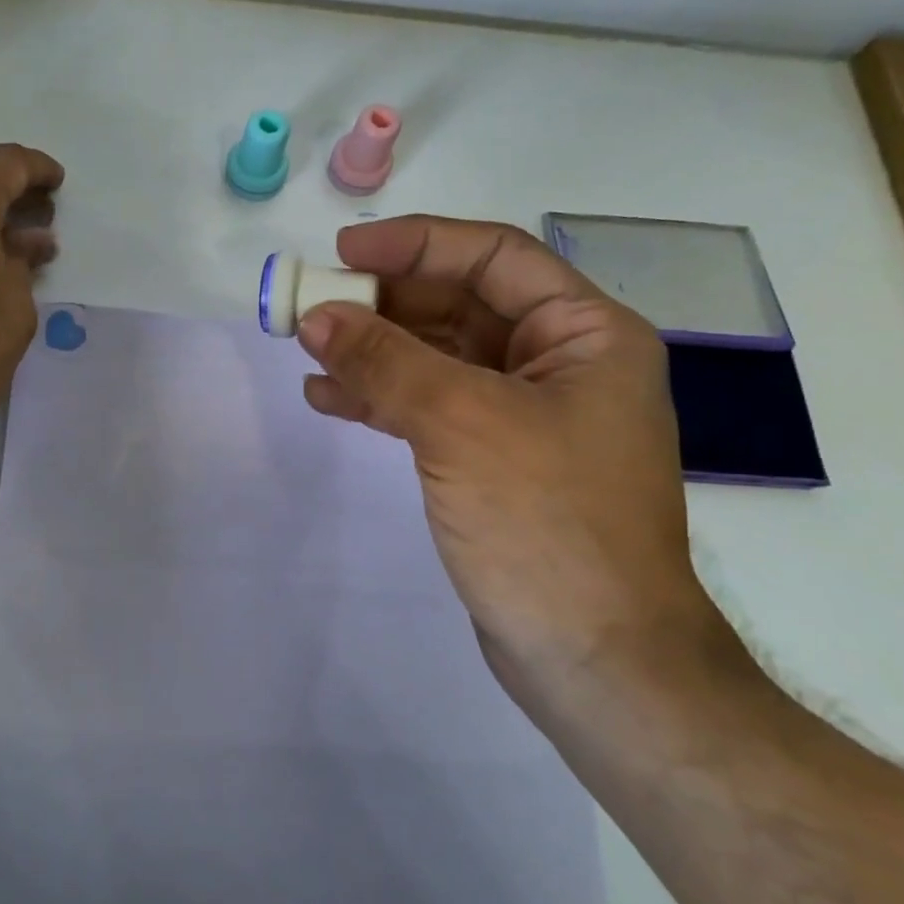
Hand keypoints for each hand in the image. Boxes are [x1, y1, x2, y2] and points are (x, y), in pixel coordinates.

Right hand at [296, 216, 737, 698]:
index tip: (343, 252)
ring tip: (308, 349)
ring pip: (437, 357)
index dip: (415, 244)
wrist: (594, 659)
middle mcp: (559, 363)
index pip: (493, 258)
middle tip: (312, 305)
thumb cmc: (547, 522)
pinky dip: (380, 397)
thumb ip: (385, 362)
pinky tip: (328, 398)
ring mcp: (524, 414)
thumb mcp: (461, 424)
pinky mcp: (492, 458)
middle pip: (459, 306)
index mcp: (584, 334)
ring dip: (373, 350)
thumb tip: (315, 316)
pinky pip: (429, 405)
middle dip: (383, 303)